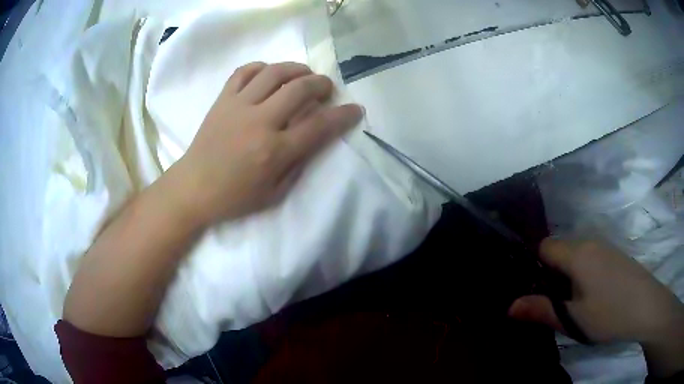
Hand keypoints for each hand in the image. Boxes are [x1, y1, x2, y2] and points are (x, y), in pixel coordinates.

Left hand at [169, 62, 362, 226]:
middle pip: (300, 89)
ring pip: (274, 73)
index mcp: (274, 151)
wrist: (194, 188)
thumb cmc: (235, 197)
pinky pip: (244, 72)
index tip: (356, 109)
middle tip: (327, 89)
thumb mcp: (275, 193)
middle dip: (322, 84)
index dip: (343, 115)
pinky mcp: (222, 99)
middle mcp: (259, 122)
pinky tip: (269, 74)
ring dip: (296, 69)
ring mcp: (238, 106)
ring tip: (304, 74)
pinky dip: (261, 67)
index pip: (319, 125)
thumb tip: (313, 137)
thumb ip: (298, 164)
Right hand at [508, 238, 683, 376]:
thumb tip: (509, 307)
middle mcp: (590, 242)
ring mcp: (605, 247)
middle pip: (560, 250)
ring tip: (575, 304)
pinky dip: (584, 274)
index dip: (536, 267)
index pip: (544, 247)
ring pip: (576, 255)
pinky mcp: (615, 255)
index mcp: (577, 254)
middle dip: (551, 274)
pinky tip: (594, 297)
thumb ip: (541, 311)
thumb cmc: (609, 313)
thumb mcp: (573, 320)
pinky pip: (590, 258)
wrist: (647, 307)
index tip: (537, 291)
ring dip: (568, 276)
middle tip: (555, 304)